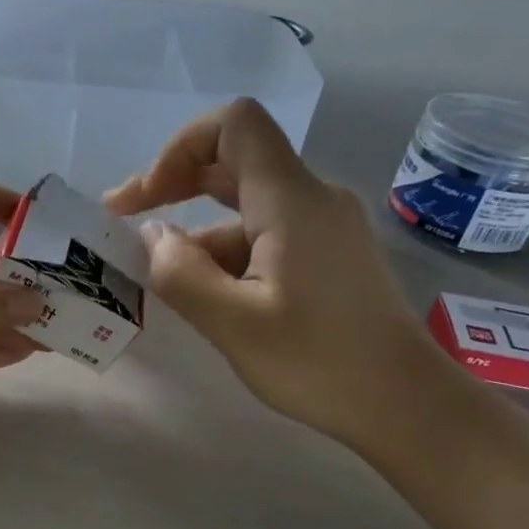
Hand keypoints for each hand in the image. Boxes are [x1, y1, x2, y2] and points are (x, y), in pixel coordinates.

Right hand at [105, 99, 459, 452]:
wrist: (406, 404)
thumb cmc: (319, 363)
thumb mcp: (233, 324)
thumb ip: (181, 273)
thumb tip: (154, 236)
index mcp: (291, 200)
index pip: (234, 125)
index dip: (180, 147)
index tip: (147, 198)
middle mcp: (312, 198)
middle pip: (234, 161)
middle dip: (173, 186)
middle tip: (122, 220)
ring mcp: (324, 226)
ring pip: (246, 207)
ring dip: (198, 234)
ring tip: (164, 283)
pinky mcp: (329, 254)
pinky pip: (266, 234)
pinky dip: (227, 254)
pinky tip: (209, 297)